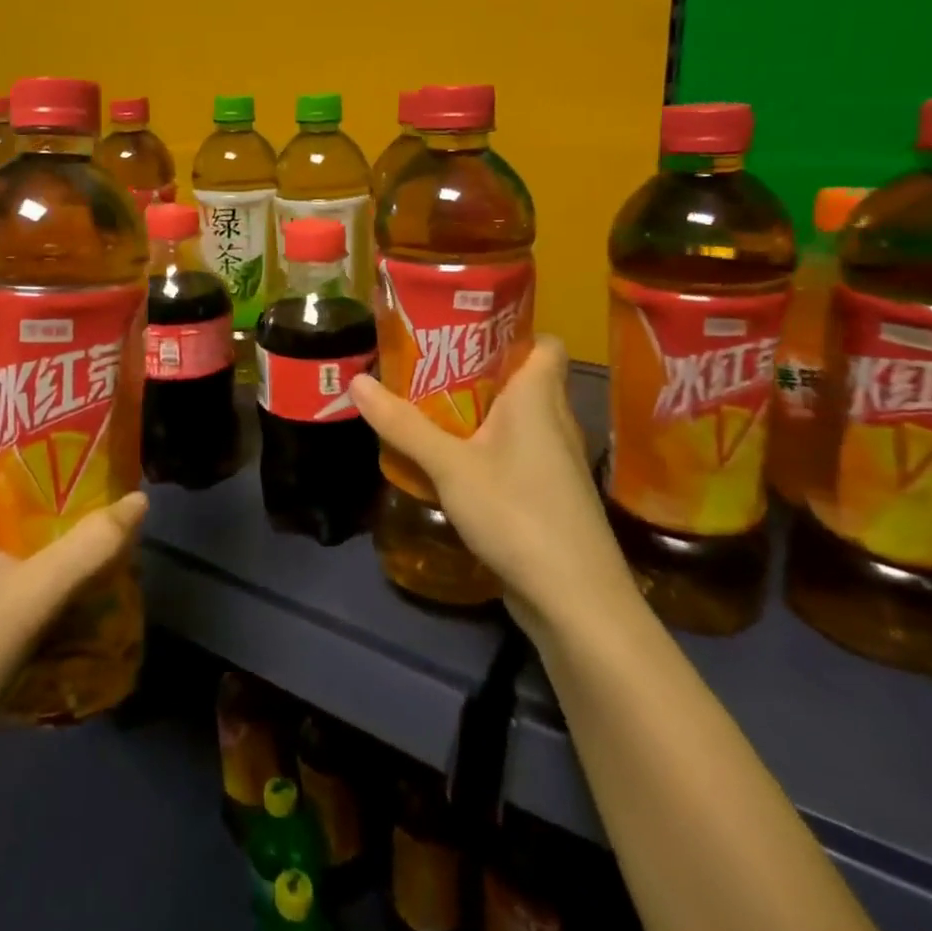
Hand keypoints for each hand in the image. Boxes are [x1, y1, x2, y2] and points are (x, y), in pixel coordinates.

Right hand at [350, 335, 634, 637]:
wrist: (575, 600)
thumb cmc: (518, 513)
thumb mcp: (449, 466)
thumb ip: (403, 424)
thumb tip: (356, 381)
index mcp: (539, 398)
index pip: (545, 343)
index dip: (512, 330)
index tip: (465, 329)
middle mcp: (554, 421)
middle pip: (521, 379)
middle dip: (476, 369)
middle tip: (426, 365)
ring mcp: (554, 462)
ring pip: (516, 419)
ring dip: (477, 411)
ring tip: (428, 406)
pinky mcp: (547, 495)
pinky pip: (514, 453)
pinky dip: (485, 448)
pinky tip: (449, 460)